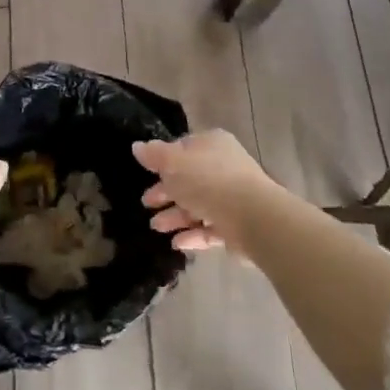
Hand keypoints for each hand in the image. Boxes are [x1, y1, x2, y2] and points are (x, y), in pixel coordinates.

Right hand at [134, 130, 282, 254]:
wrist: (253, 217)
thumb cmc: (208, 181)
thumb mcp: (173, 163)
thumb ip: (154, 155)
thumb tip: (137, 146)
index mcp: (211, 145)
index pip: (183, 148)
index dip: (164, 161)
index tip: (147, 174)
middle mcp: (223, 168)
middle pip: (189, 179)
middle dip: (166, 193)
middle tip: (147, 204)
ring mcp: (232, 198)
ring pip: (198, 206)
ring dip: (175, 216)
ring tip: (157, 228)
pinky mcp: (237, 226)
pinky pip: (210, 229)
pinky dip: (193, 235)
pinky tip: (177, 244)